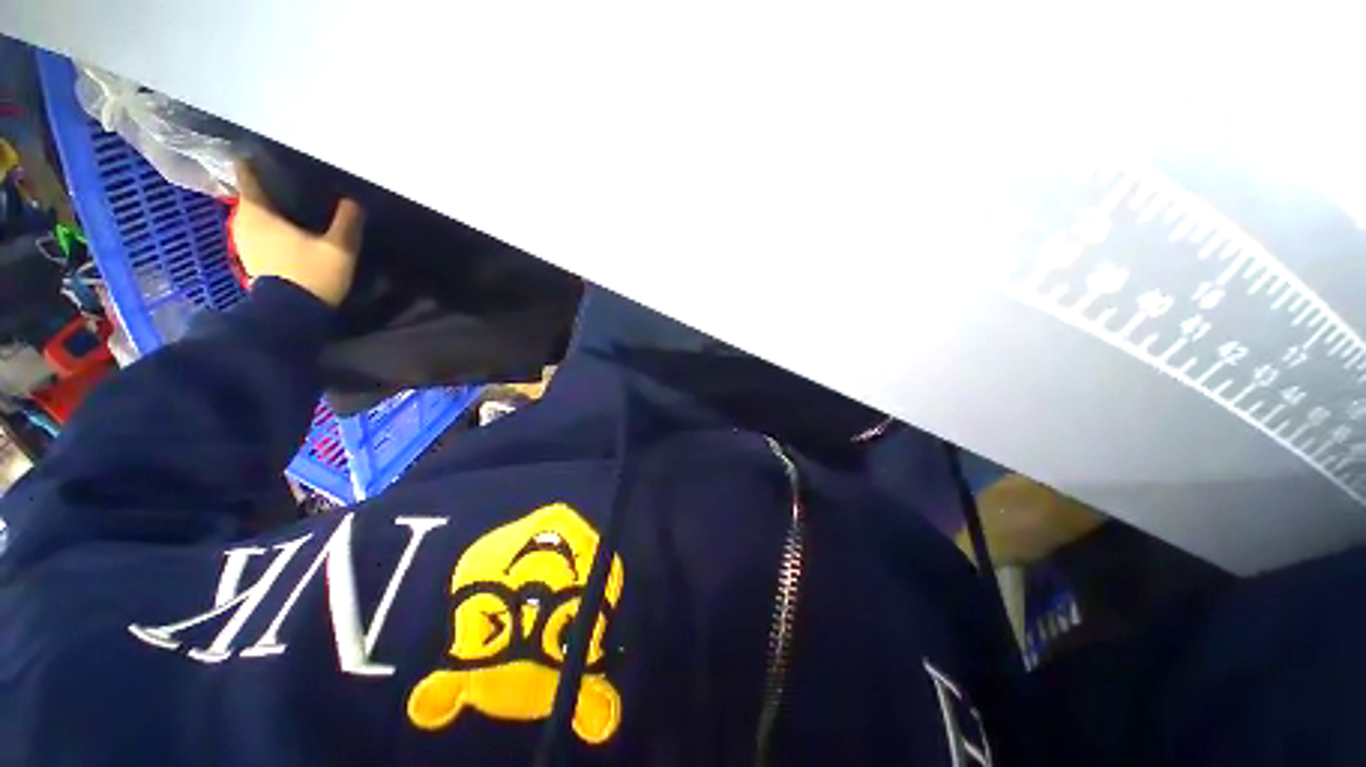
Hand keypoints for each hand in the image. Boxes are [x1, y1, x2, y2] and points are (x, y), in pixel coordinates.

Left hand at [231, 163, 364, 306]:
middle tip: (288, 175)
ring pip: (253, 211)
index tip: (268, 150)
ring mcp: (243, 240)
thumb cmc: (311, 274)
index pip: (248, 172)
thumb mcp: (339, 248)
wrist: (291, 315)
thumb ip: (347, 221)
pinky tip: (285, 224)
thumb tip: (353, 201)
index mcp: (258, 211)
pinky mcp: (250, 255)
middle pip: (251, 191)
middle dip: (266, 182)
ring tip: (288, 198)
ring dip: (268, 205)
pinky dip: (268, 222)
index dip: (256, 159)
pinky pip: (257, 228)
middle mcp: (242, 220)